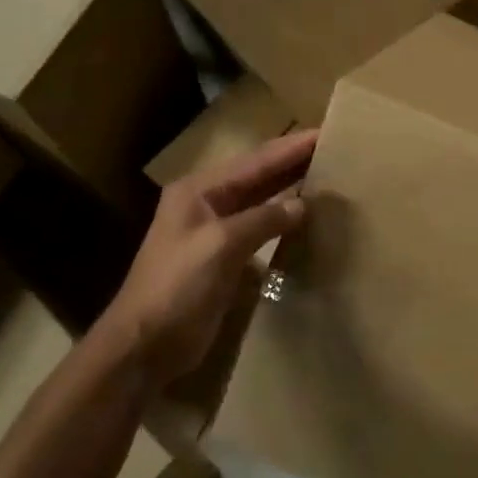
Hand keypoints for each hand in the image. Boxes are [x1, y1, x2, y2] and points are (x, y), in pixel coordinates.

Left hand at [96, 129, 317, 383]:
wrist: (144, 346)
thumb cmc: (177, 287)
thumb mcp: (221, 245)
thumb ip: (263, 219)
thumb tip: (302, 204)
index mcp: (199, 190)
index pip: (256, 161)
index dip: (291, 147)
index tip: (326, 132)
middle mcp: (207, 203)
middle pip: (258, 175)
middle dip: (293, 161)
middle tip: (333, 147)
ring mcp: (215, 230)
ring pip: (261, 199)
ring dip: (290, 187)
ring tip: (327, 174)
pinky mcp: (224, 257)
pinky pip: (261, 227)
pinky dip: (283, 218)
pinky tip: (306, 216)